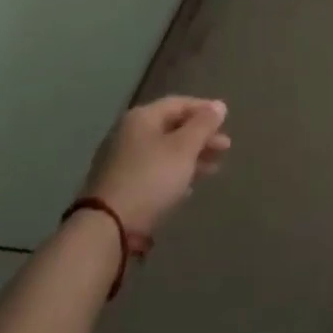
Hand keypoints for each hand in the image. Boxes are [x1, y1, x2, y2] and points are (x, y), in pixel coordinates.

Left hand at [80, 96, 230, 235]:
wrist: (106, 228)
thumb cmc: (150, 179)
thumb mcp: (184, 148)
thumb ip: (203, 125)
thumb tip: (219, 105)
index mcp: (141, 117)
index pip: (179, 103)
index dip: (204, 110)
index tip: (226, 122)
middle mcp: (128, 133)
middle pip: (171, 128)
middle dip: (200, 137)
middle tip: (225, 148)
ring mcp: (120, 161)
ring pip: (163, 152)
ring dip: (190, 157)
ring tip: (213, 169)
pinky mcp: (118, 187)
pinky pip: (153, 171)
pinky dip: (173, 174)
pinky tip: (187, 188)